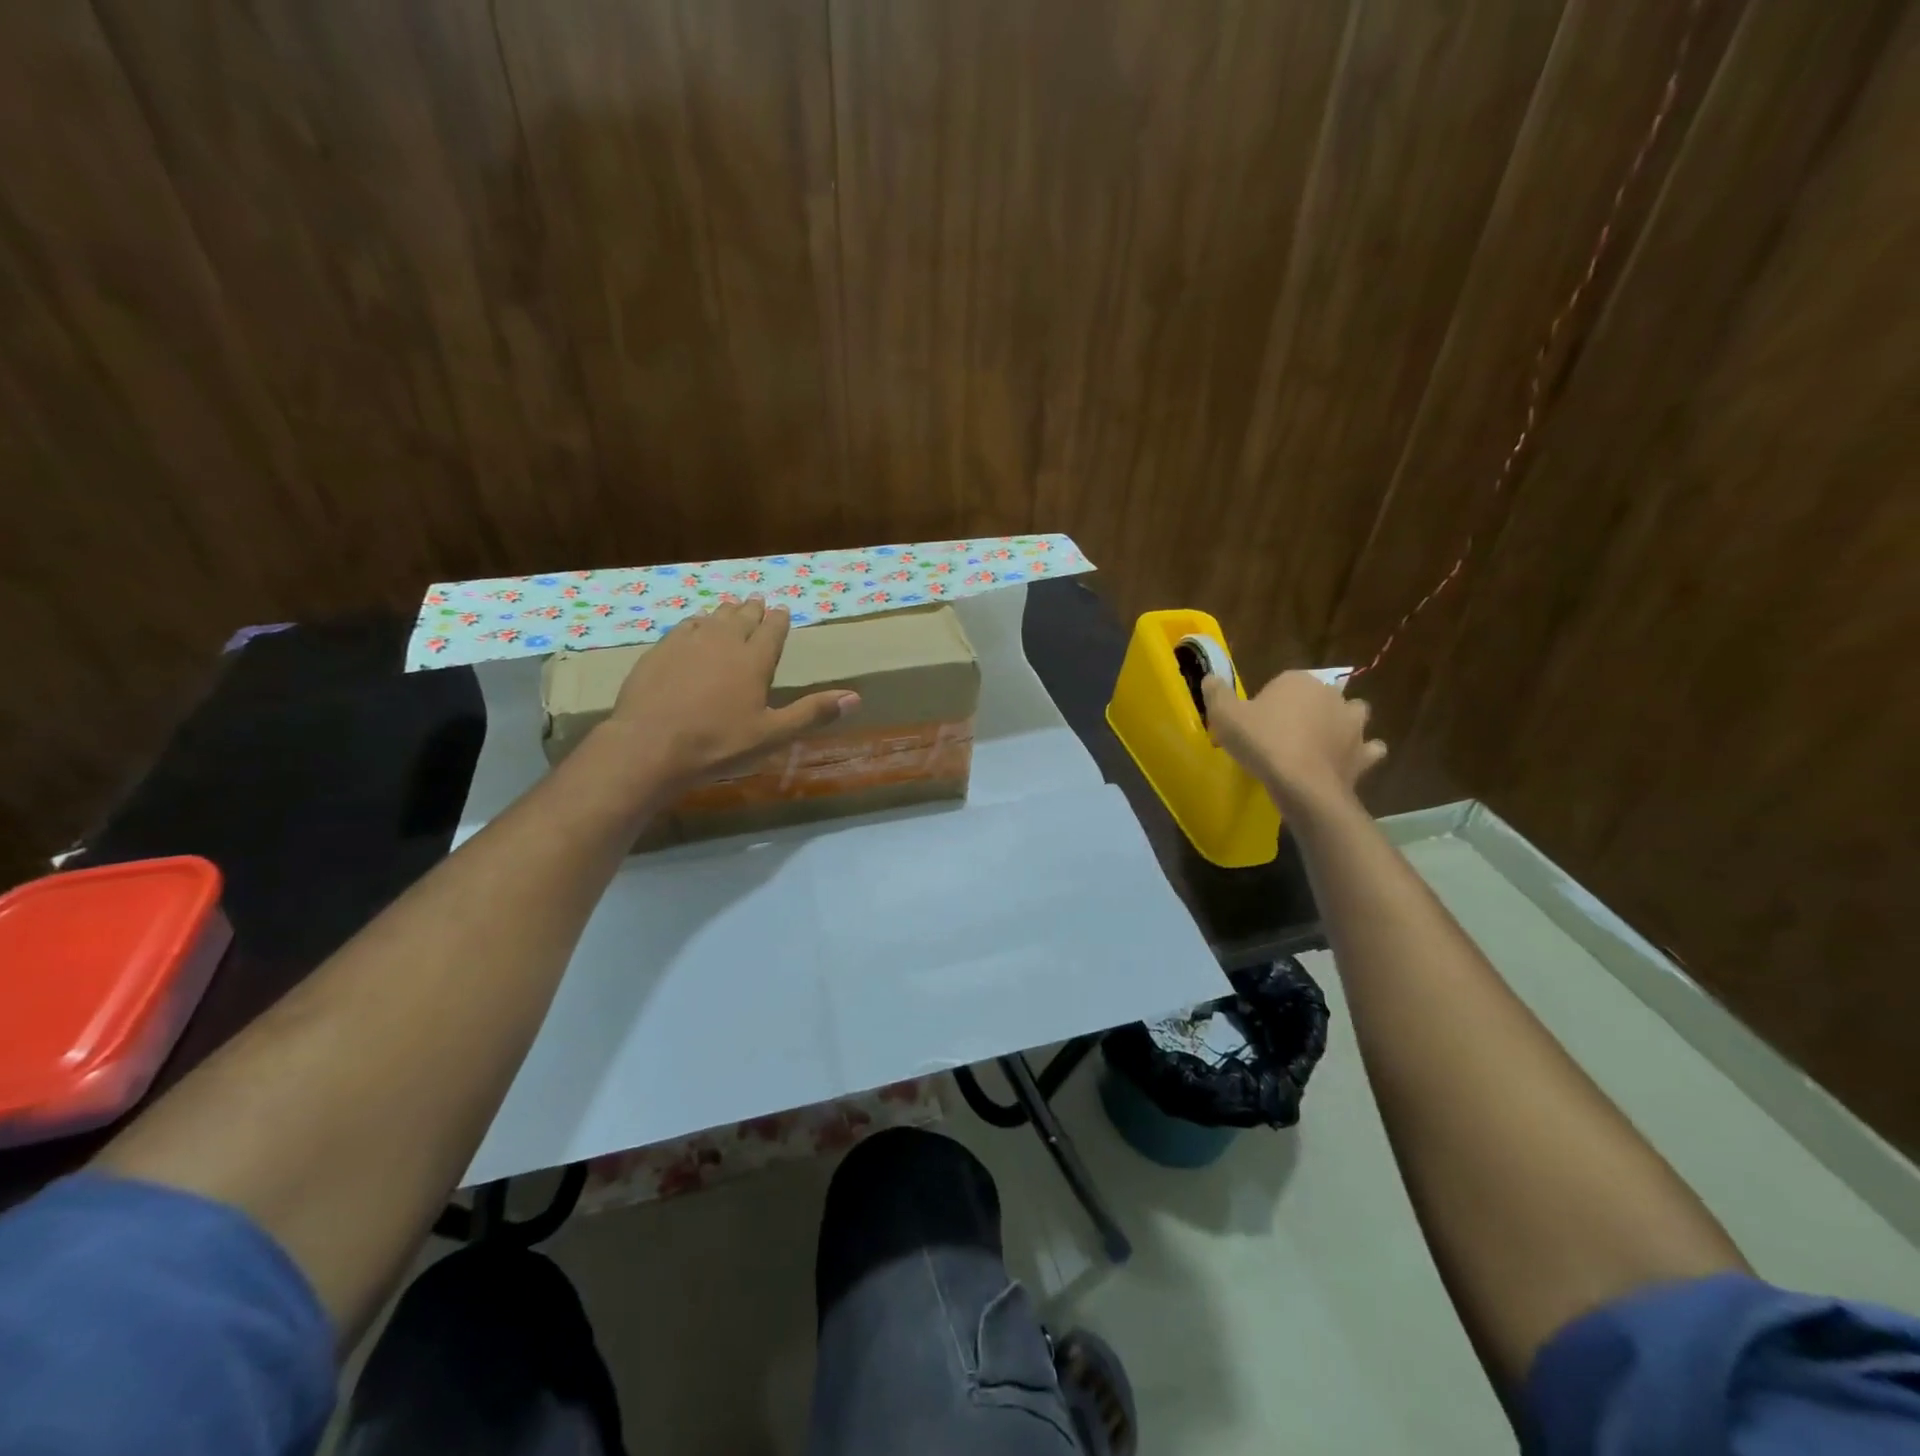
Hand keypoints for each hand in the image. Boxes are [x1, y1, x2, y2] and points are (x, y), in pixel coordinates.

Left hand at [595, 599, 858, 796]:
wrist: (650, 746)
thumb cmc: (718, 744)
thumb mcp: (773, 734)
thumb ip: (812, 713)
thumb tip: (856, 697)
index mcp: (754, 660)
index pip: (772, 630)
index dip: (779, 619)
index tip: (782, 610)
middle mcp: (723, 642)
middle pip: (741, 616)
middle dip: (753, 609)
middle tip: (758, 601)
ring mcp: (688, 643)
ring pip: (712, 617)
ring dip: (725, 612)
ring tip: (730, 608)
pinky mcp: (660, 651)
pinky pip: (684, 627)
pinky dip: (696, 623)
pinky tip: (695, 626)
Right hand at [1201, 670, 1386, 809]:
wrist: (1302, 783)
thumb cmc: (1262, 743)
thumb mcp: (1225, 716)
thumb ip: (1216, 694)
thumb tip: (1210, 678)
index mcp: (1298, 681)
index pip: (1284, 682)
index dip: (1271, 700)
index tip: (1257, 720)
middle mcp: (1331, 695)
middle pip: (1320, 695)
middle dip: (1309, 708)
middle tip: (1286, 731)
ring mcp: (1353, 724)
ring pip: (1352, 715)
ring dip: (1342, 724)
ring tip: (1320, 742)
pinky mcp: (1364, 753)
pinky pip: (1369, 749)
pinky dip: (1361, 753)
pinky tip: (1345, 761)